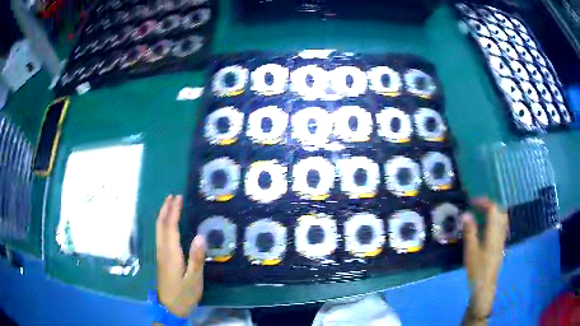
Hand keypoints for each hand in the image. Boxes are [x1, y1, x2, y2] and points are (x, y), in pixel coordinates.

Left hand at [156, 195, 205, 316]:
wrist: (169, 308)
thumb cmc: (184, 294)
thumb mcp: (194, 279)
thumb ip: (196, 258)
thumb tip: (200, 236)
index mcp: (171, 254)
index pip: (170, 227)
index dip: (173, 211)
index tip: (178, 198)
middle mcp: (163, 251)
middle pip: (161, 226)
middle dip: (165, 209)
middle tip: (171, 196)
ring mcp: (160, 256)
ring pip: (158, 231)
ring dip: (163, 216)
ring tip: (168, 206)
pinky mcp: (161, 260)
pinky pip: (160, 236)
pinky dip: (163, 225)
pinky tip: (167, 226)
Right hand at [462, 198, 508, 321]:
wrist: (485, 286)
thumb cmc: (477, 269)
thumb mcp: (471, 250)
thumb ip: (470, 231)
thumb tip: (465, 214)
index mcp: (494, 231)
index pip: (492, 208)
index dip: (483, 202)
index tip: (471, 203)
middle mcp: (500, 232)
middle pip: (499, 211)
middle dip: (488, 206)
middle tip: (476, 208)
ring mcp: (502, 238)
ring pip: (501, 218)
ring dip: (492, 213)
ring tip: (481, 216)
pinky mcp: (501, 245)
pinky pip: (501, 226)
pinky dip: (494, 222)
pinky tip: (486, 230)